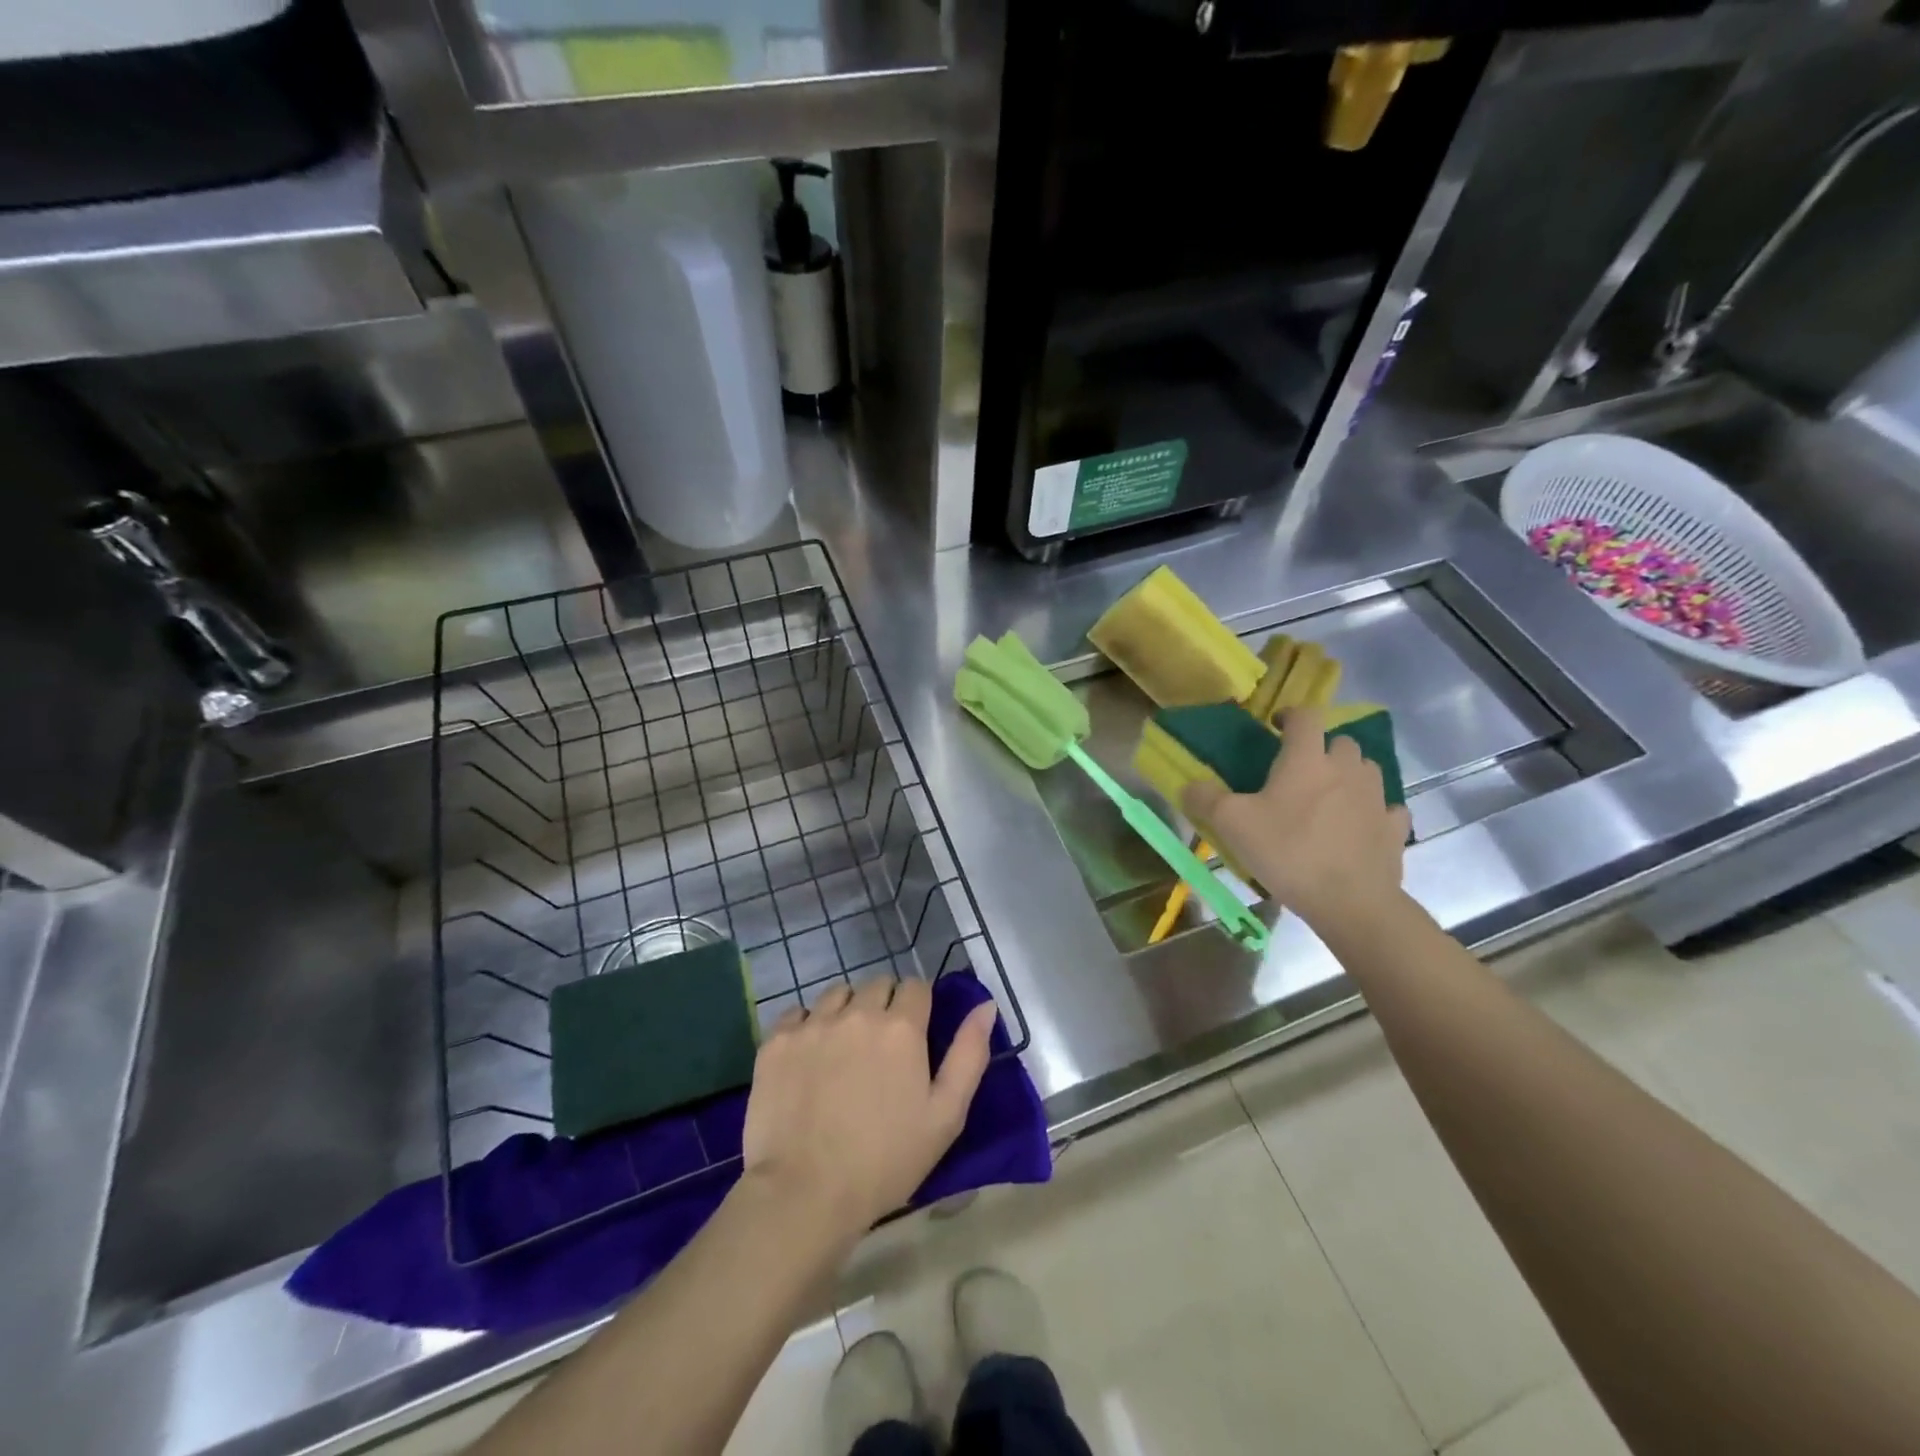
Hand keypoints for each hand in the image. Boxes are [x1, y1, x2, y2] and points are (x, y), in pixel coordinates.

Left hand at [741, 978, 997, 1242]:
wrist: (805, 1194)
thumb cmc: (886, 1161)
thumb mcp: (946, 1116)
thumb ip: (969, 1054)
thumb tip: (985, 1005)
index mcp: (901, 1027)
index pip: (915, 986)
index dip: (918, 1006)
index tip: (914, 1034)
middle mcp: (857, 1013)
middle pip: (876, 984)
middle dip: (883, 1005)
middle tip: (880, 1048)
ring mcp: (813, 1024)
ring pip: (836, 994)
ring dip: (846, 1011)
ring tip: (843, 1050)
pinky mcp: (777, 1041)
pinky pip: (797, 1014)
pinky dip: (807, 1027)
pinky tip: (808, 1059)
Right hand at [1184, 704, 1411, 933]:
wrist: (1351, 901)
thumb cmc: (1288, 852)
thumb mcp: (1232, 825)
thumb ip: (1205, 800)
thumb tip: (1188, 786)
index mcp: (1307, 760)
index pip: (1306, 716)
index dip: (1291, 715)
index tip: (1277, 727)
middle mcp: (1346, 769)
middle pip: (1341, 741)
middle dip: (1322, 748)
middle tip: (1300, 770)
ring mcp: (1377, 798)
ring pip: (1367, 770)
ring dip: (1349, 775)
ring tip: (1329, 796)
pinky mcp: (1394, 829)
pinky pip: (1387, 809)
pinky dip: (1374, 812)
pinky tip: (1359, 826)